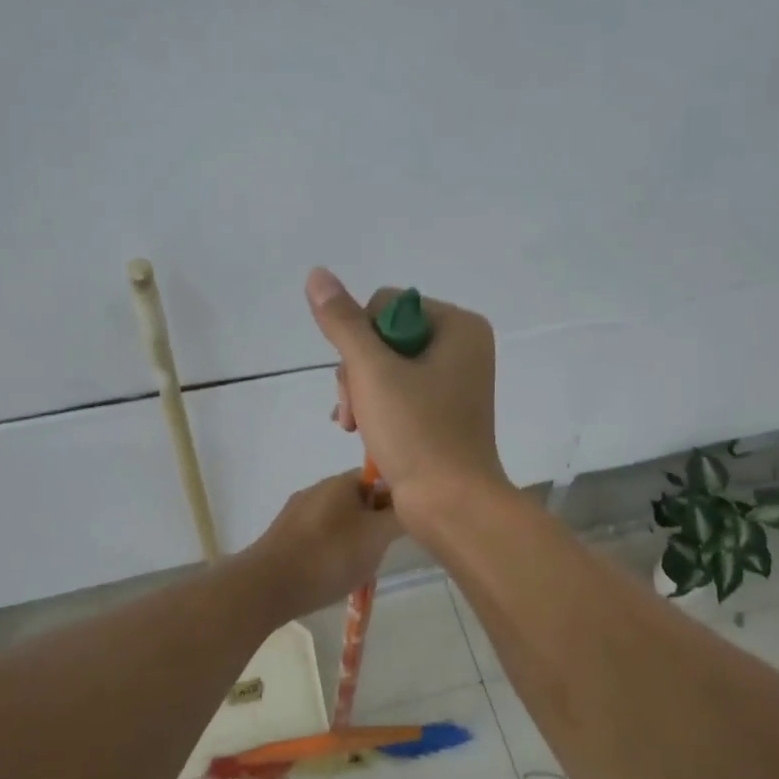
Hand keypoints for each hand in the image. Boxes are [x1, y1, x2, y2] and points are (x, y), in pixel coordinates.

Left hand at [242, 471, 404, 618]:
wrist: (268, 586)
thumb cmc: (329, 556)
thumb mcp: (377, 536)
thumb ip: (399, 516)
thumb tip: (410, 503)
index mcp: (341, 481)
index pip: (379, 478)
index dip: (395, 500)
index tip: (403, 526)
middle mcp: (317, 489)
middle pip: (359, 501)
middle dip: (374, 525)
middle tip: (381, 551)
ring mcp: (296, 513)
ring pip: (338, 522)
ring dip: (353, 541)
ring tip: (357, 568)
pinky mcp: (283, 536)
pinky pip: (318, 538)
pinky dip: (330, 552)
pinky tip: (331, 575)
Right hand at [305, 268, 505, 519]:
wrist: (451, 504)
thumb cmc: (417, 432)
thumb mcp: (372, 371)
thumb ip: (342, 322)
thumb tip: (317, 274)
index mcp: (459, 327)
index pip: (387, 305)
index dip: (360, 338)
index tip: (358, 379)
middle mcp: (462, 348)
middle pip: (384, 338)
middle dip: (357, 372)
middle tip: (351, 411)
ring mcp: (453, 383)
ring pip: (385, 368)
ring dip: (359, 394)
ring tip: (352, 426)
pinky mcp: (442, 413)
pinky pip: (397, 394)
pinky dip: (375, 410)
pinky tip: (359, 432)